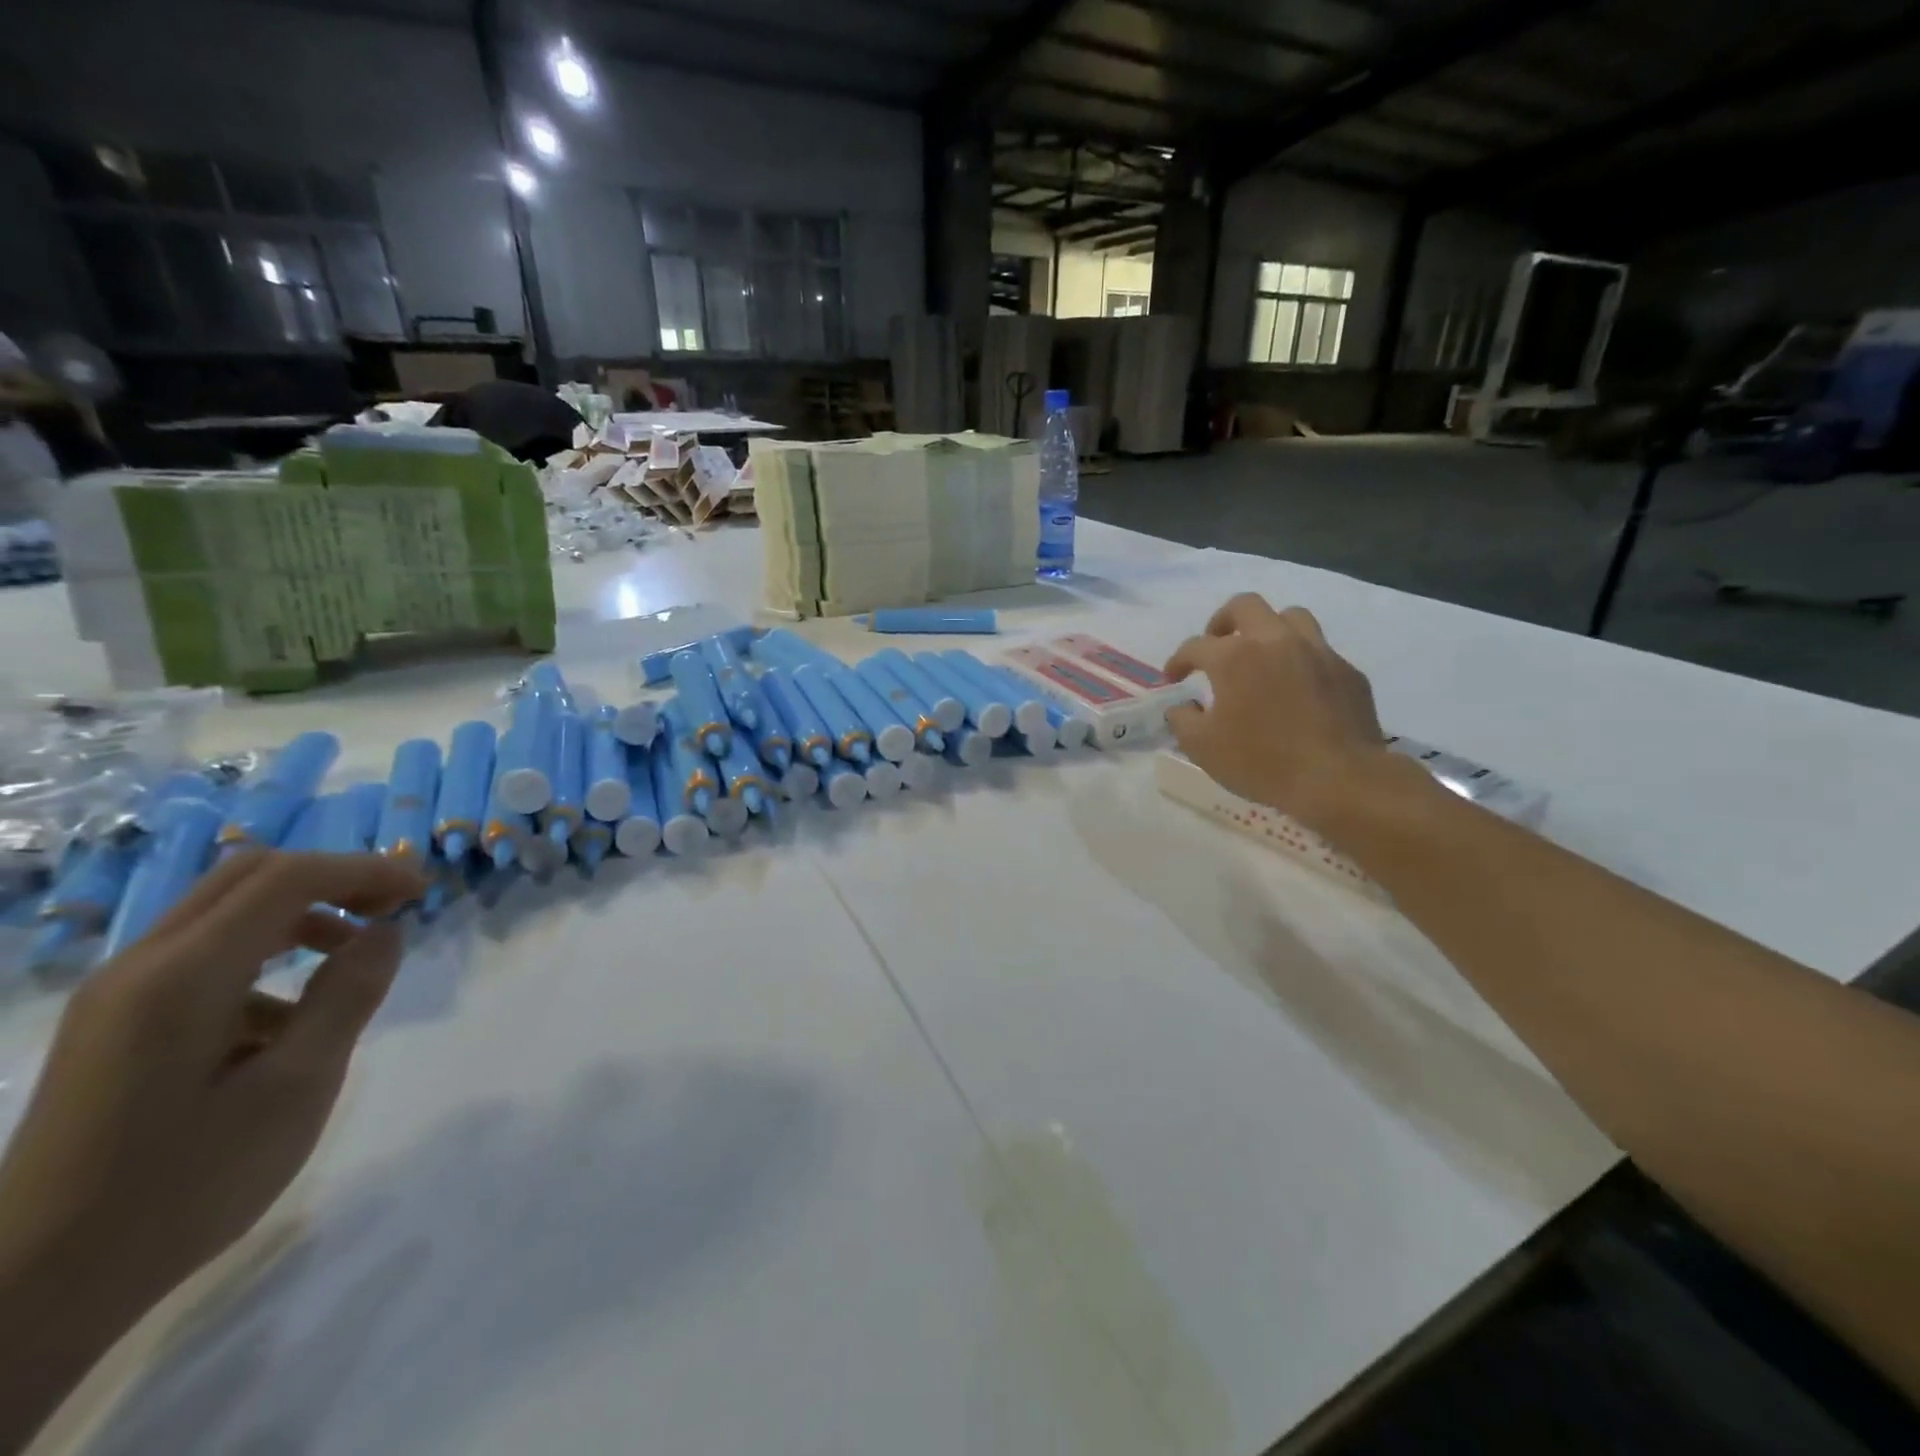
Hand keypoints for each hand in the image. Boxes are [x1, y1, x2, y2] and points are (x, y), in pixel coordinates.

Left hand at [0, 852, 424, 1313]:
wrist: (38, 1287)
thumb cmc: (186, 1183)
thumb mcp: (298, 1086)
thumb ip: (347, 995)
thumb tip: (386, 931)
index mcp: (184, 975)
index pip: (288, 878)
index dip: (365, 870)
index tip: (422, 891)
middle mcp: (140, 965)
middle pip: (250, 877)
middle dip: (333, 879)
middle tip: (392, 907)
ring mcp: (117, 994)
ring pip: (224, 911)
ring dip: (300, 913)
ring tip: (352, 956)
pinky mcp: (114, 1023)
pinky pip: (201, 954)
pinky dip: (264, 952)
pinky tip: (287, 1017)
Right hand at [1165, 594, 1410, 835]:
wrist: (1339, 779)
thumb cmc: (1261, 762)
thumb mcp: (1202, 748)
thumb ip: (1182, 720)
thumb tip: (1183, 706)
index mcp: (1235, 657)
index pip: (1196, 646)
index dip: (1178, 660)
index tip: (1172, 677)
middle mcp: (1275, 641)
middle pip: (1245, 605)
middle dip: (1222, 620)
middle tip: (1216, 644)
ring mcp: (1317, 652)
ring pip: (1290, 617)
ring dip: (1268, 629)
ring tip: (1260, 655)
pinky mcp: (1347, 671)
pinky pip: (1319, 650)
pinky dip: (1300, 659)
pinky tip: (1296, 686)